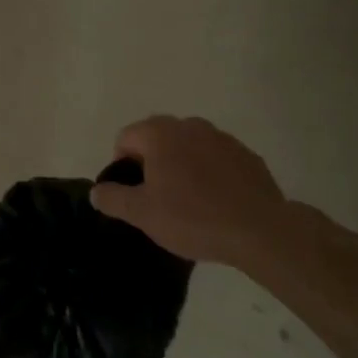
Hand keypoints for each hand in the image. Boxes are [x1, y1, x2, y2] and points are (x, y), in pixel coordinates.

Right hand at [89, 115, 289, 264]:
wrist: (261, 231)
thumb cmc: (193, 217)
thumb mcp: (142, 214)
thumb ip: (113, 199)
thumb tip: (96, 192)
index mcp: (159, 133)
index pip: (125, 138)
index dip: (121, 165)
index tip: (132, 194)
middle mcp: (189, 126)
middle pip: (157, 138)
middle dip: (151, 162)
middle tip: (156, 197)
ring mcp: (221, 138)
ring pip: (188, 146)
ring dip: (181, 165)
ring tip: (188, 200)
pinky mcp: (247, 155)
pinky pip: (216, 159)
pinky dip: (210, 173)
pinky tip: (216, 202)